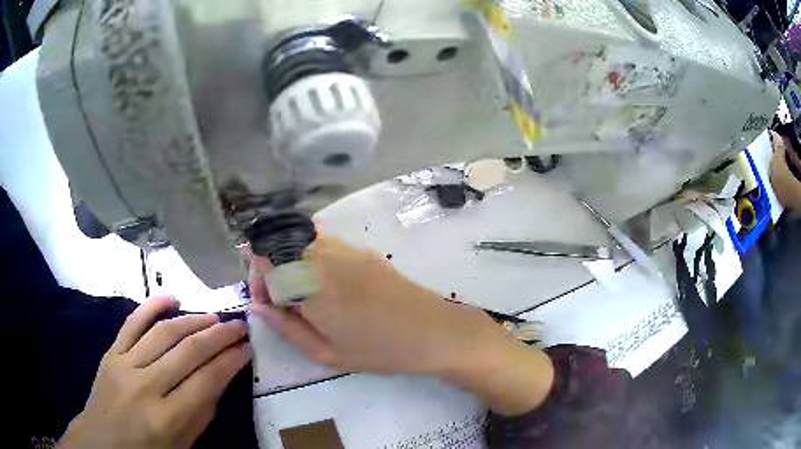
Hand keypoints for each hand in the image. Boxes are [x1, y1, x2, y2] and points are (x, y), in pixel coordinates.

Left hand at [57, 296, 250, 448]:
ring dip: (192, 319)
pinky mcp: (111, 353)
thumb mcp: (183, 445)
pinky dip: (152, 306)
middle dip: (218, 334)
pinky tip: (171, 297)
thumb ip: (201, 413)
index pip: (207, 381)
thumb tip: (219, 378)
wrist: (103, 442)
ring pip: (163, 332)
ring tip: (213, 315)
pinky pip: (132, 323)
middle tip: (238, 325)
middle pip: (187, 351)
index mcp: (168, 419)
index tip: (247, 348)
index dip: (230, 361)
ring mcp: (124, 365)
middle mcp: (146, 387)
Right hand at [250, 235, 553, 415]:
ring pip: (300, 241)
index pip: (265, 262)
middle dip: (270, 268)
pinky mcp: (362, 249)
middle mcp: (323, 258)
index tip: (265, 302)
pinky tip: (325, 281)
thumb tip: (259, 307)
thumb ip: (287, 329)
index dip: (257, 279)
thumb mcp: (327, 354)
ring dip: (290, 261)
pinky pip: (323, 242)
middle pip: (279, 245)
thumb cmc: (379, 350)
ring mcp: (345, 249)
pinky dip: (312, 255)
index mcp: (310, 286)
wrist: (433, 331)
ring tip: (303, 293)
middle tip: (281, 300)